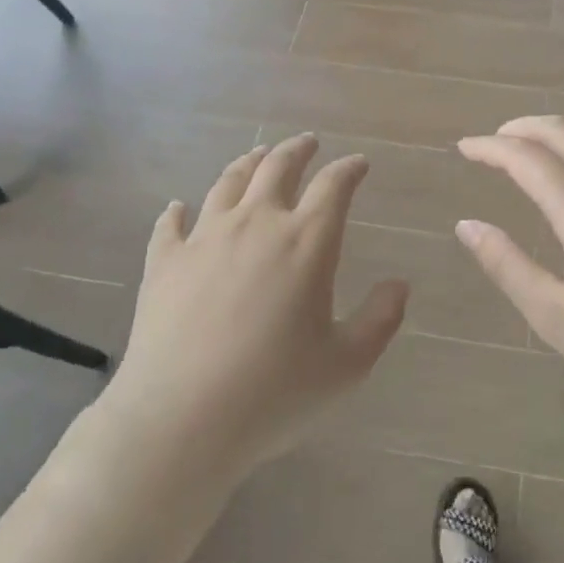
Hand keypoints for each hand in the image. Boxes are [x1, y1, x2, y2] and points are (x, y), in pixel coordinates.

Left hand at [102, 134, 407, 478]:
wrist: (181, 420)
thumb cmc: (275, 392)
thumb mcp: (347, 364)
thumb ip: (380, 319)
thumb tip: (399, 284)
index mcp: (305, 242)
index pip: (334, 186)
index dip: (349, 169)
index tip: (359, 164)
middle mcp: (256, 225)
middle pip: (277, 167)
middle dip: (298, 150)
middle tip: (308, 142)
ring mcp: (204, 239)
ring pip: (227, 183)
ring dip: (247, 163)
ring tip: (257, 156)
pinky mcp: (164, 262)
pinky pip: (171, 224)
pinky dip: (178, 212)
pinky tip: (179, 208)